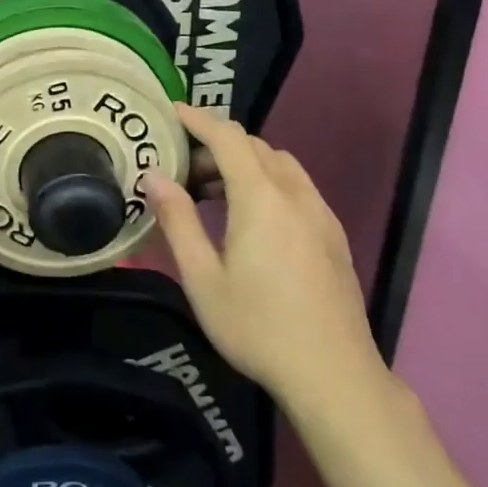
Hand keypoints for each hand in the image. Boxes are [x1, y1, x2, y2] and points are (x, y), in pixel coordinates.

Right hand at [146, 103, 379, 403]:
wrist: (333, 374)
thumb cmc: (257, 327)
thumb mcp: (203, 278)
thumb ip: (178, 221)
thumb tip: (154, 176)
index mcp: (262, 199)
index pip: (228, 138)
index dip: (198, 119)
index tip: (169, 112)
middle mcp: (296, 196)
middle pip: (255, 147)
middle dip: (217, 144)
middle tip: (182, 165)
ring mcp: (321, 215)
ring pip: (281, 165)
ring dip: (245, 162)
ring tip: (212, 190)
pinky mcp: (333, 235)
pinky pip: (297, 187)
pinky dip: (268, 181)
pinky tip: (251, 216)